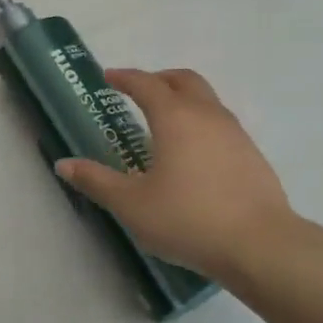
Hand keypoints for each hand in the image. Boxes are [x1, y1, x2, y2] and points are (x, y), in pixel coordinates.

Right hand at [56, 68, 302, 280]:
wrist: (259, 244)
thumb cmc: (187, 219)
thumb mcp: (131, 204)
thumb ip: (96, 181)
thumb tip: (63, 164)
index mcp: (175, 118)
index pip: (146, 84)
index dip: (125, 78)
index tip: (109, 78)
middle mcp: (207, 115)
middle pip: (183, 80)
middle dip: (159, 79)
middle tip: (139, 91)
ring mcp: (235, 133)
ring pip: (207, 100)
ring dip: (183, 99)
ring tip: (165, 123)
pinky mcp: (252, 155)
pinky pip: (221, 124)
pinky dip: (201, 123)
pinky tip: (194, 154)